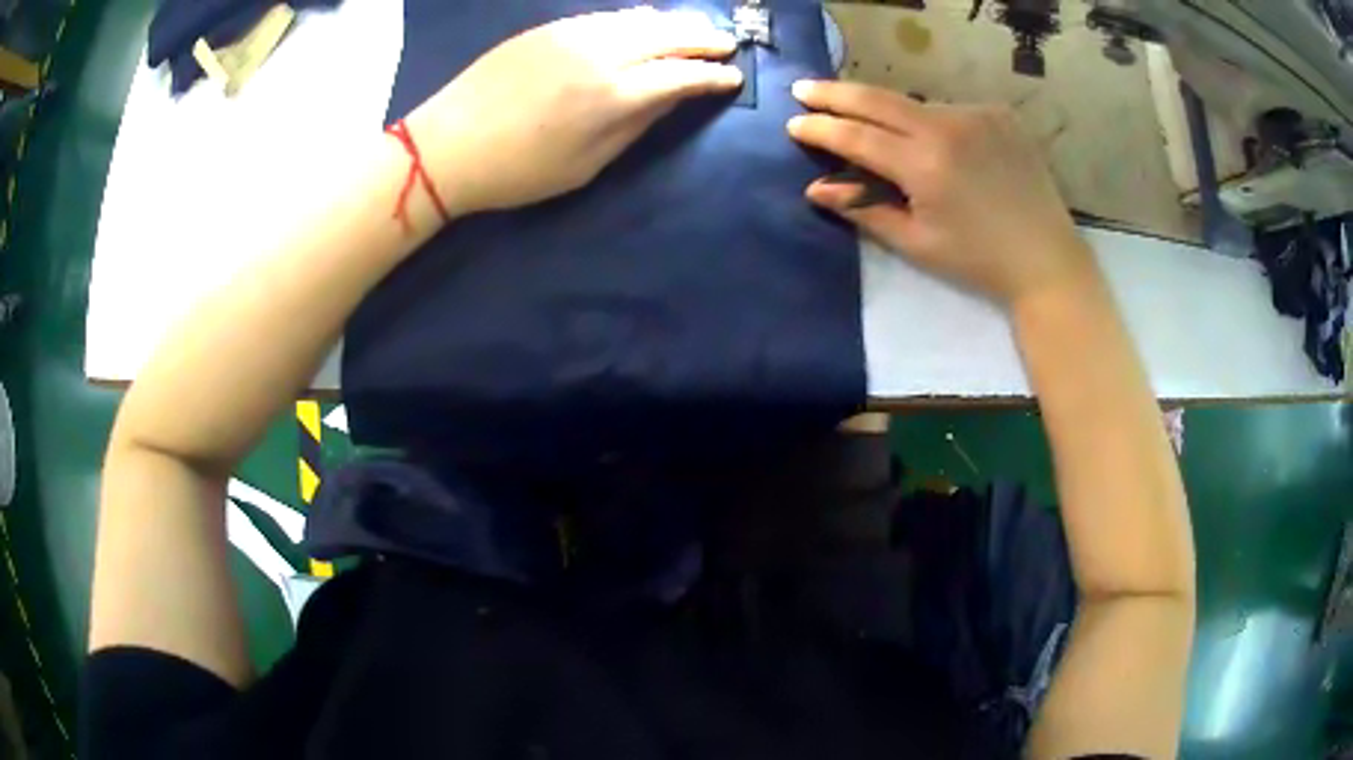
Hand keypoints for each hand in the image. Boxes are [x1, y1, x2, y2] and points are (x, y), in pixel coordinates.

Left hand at [411, 8, 741, 215]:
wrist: (447, 145)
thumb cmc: (518, 171)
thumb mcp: (586, 165)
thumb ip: (635, 125)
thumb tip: (672, 97)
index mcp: (612, 95)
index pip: (680, 76)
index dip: (711, 76)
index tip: (733, 78)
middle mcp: (600, 53)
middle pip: (667, 37)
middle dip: (703, 40)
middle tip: (727, 45)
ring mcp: (572, 34)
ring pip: (639, 20)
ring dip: (674, 24)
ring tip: (695, 31)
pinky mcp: (549, 28)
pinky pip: (607, 17)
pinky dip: (636, 19)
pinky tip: (646, 23)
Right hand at [786, 81, 1096, 307]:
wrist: (1045, 258)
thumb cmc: (977, 260)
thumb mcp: (916, 243)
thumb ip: (864, 209)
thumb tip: (816, 189)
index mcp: (924, 165)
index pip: (856, 135)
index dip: (821, 128)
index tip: (794, 122)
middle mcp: (947, 127)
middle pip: (877, 99)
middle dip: (836, 93)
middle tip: (805, 89)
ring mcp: (976, 114)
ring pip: (915, 104)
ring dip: (890, 114)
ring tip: (880, 130)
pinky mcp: (998, 114)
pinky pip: (949, 110)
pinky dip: (933, 122)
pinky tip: (941, 144)